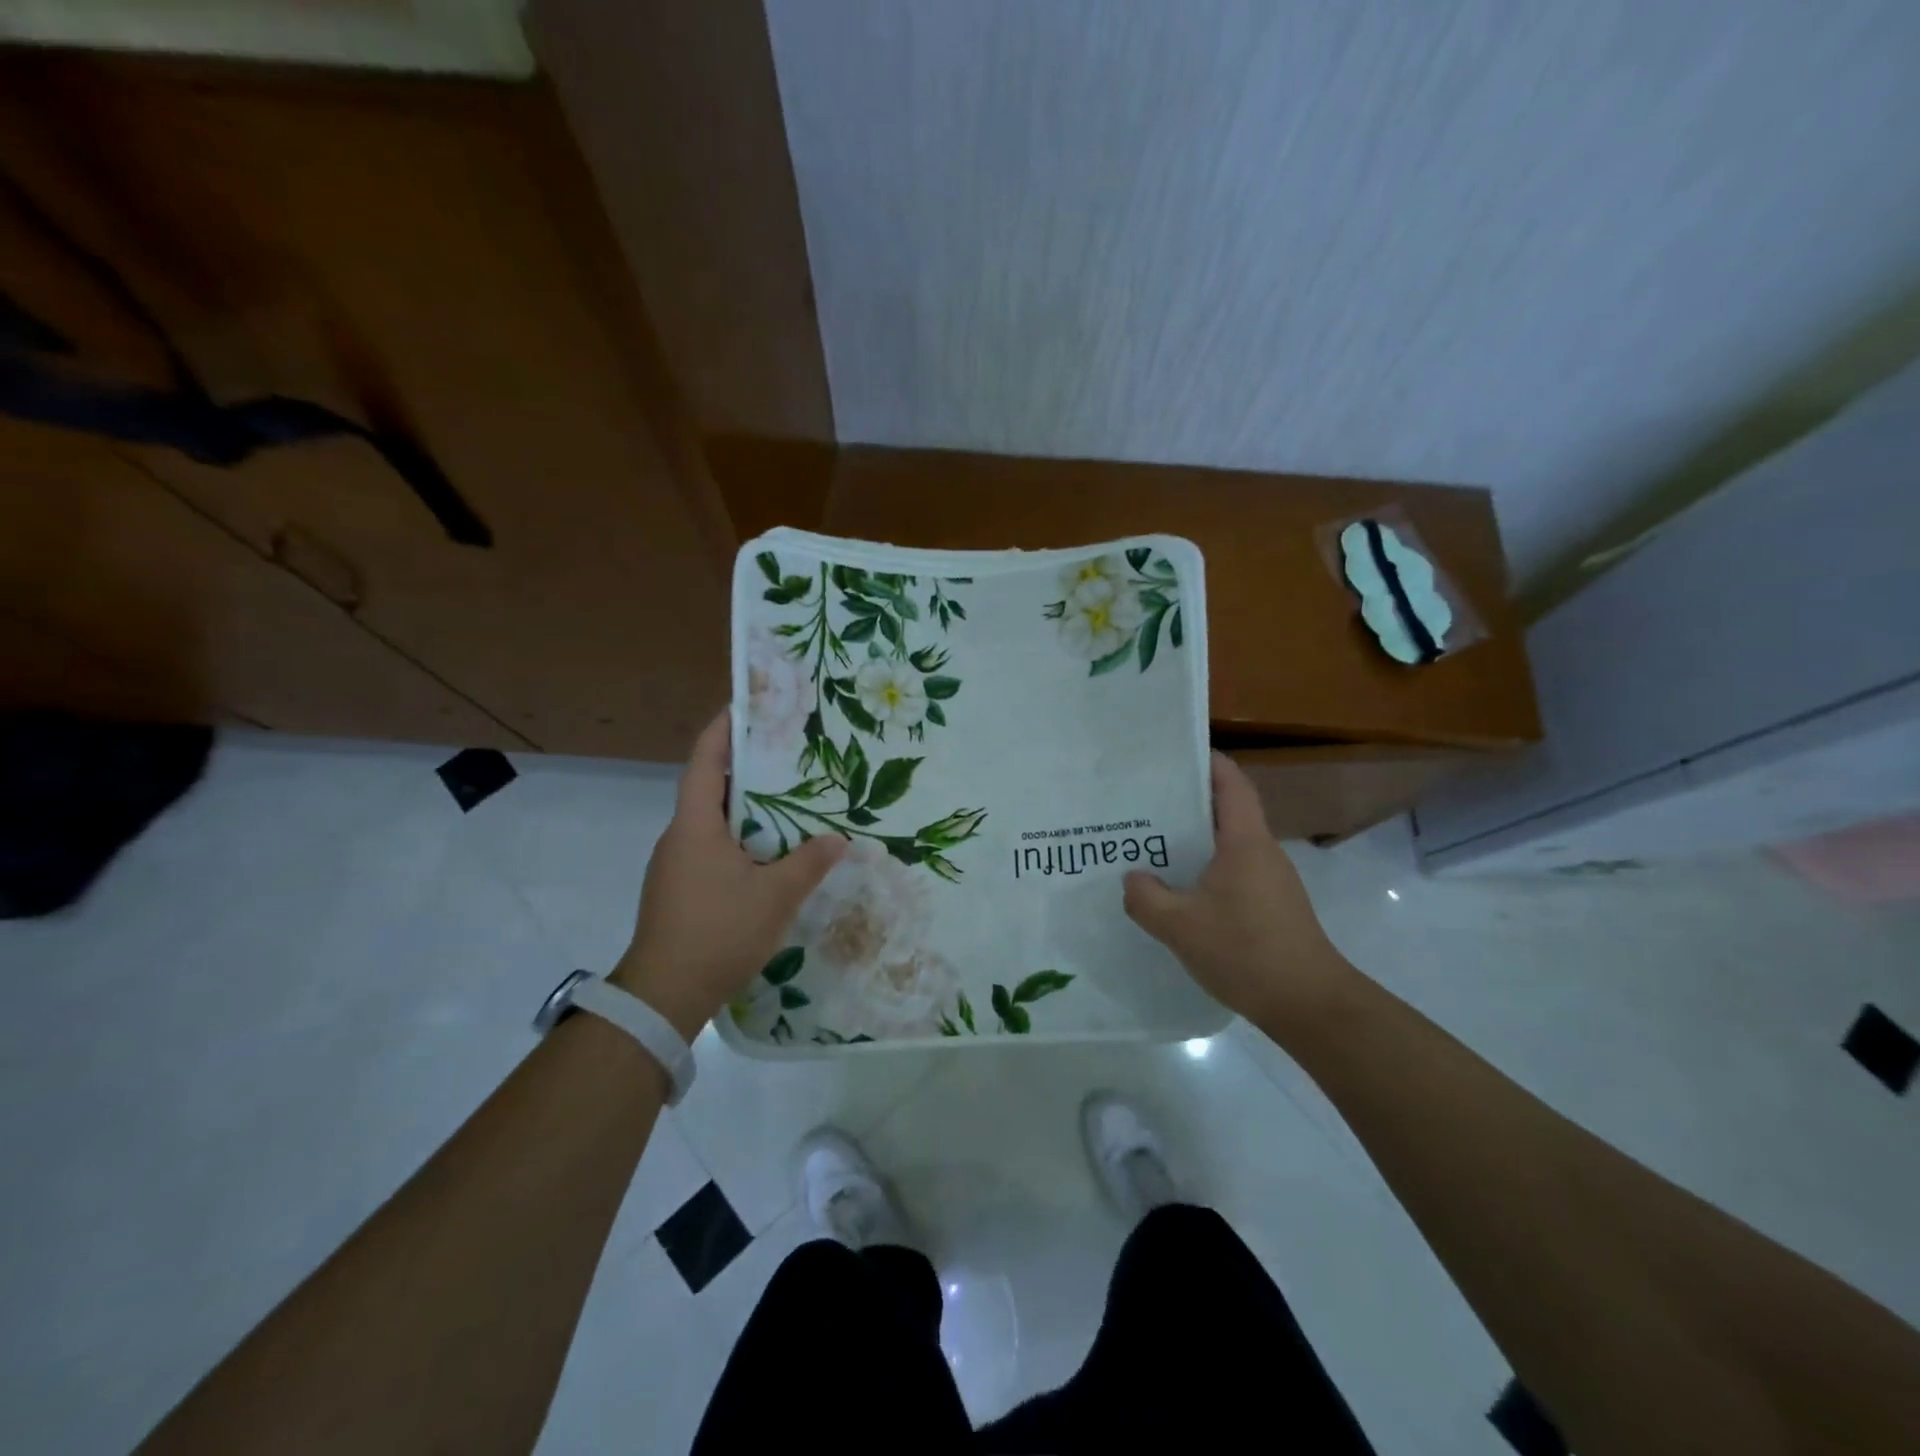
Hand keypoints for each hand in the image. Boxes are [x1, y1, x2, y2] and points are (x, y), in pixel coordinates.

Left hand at [612, 711, 844, 1038]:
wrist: (663, 996)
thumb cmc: (718, 932)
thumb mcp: (775, 896)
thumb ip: (808, 863)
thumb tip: (839, 839)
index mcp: (695, 825)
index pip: (705, 762)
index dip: (723, 730)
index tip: (746, 706)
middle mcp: (679, 837)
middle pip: (710, 788)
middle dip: (745, 768)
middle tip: (786, 754)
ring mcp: (675, 865)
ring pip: (712, 822)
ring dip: (745, 808)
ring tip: (788, 800)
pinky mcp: (680, 890)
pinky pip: (712, 849)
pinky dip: (739, 839)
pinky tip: (770, 853)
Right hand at [1122, 752, 1355, 1028]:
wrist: (1309, 1004)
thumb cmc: (1246, 951)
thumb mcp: (1180, 926)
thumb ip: (1146, 898)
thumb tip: (1132, 878)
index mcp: (1244, 841)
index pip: (1231, 782)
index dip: (1206, 761)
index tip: (1171, 755)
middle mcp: (1261, 851)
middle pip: (1225, 810)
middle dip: (1186, 802)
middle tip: (1142, 803)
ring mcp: (1270, 879)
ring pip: (1227, 844)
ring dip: (1193, 840)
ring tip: (1150, 845)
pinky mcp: (1271, 905)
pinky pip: (1232, 871)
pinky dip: (1204, 869)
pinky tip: (1178, 890)